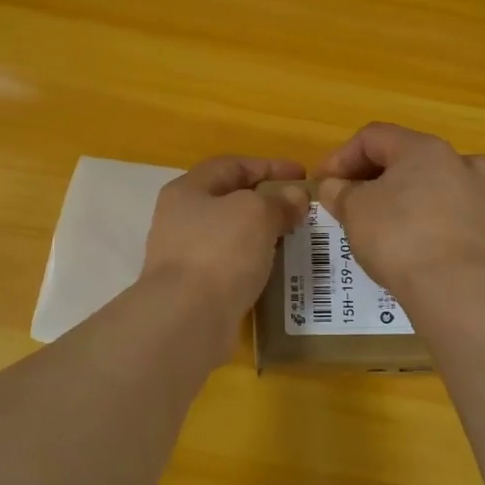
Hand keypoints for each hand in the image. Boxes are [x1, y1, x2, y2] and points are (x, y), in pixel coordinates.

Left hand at [142, 156, 309, 335]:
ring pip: (232, 236)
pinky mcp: (195, 289)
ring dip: (263, 235)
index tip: (303, 175)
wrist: (188, 318)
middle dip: (267, 202)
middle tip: (301, 210)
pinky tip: (277, 270)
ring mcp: (186, 256)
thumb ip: (279, 201)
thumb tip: (296, 198)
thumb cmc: (220, 251)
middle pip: (230, 201)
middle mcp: (181, 219)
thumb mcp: (257, 213)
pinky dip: (255, 264)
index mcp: (188, 190)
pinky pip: (232, 267)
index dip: (269, 165)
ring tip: (294, 239)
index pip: (232, 165)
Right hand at [315, 123, 484, 301]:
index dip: (341, 157)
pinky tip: (425, 249)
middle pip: (409, 158)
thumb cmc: (398, 237)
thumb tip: (334, 187)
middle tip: (351, 202)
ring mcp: (484, 198)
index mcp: (422, 149)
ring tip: (394, 219)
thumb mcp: (354, 211)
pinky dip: (438, 226)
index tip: (323, 184)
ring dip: (414, 195)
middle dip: (375, 177)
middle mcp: (459, 163)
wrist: (456, 288)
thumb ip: (340, 192)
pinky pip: (459, 220)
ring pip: (443, 185)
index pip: (373, 137)